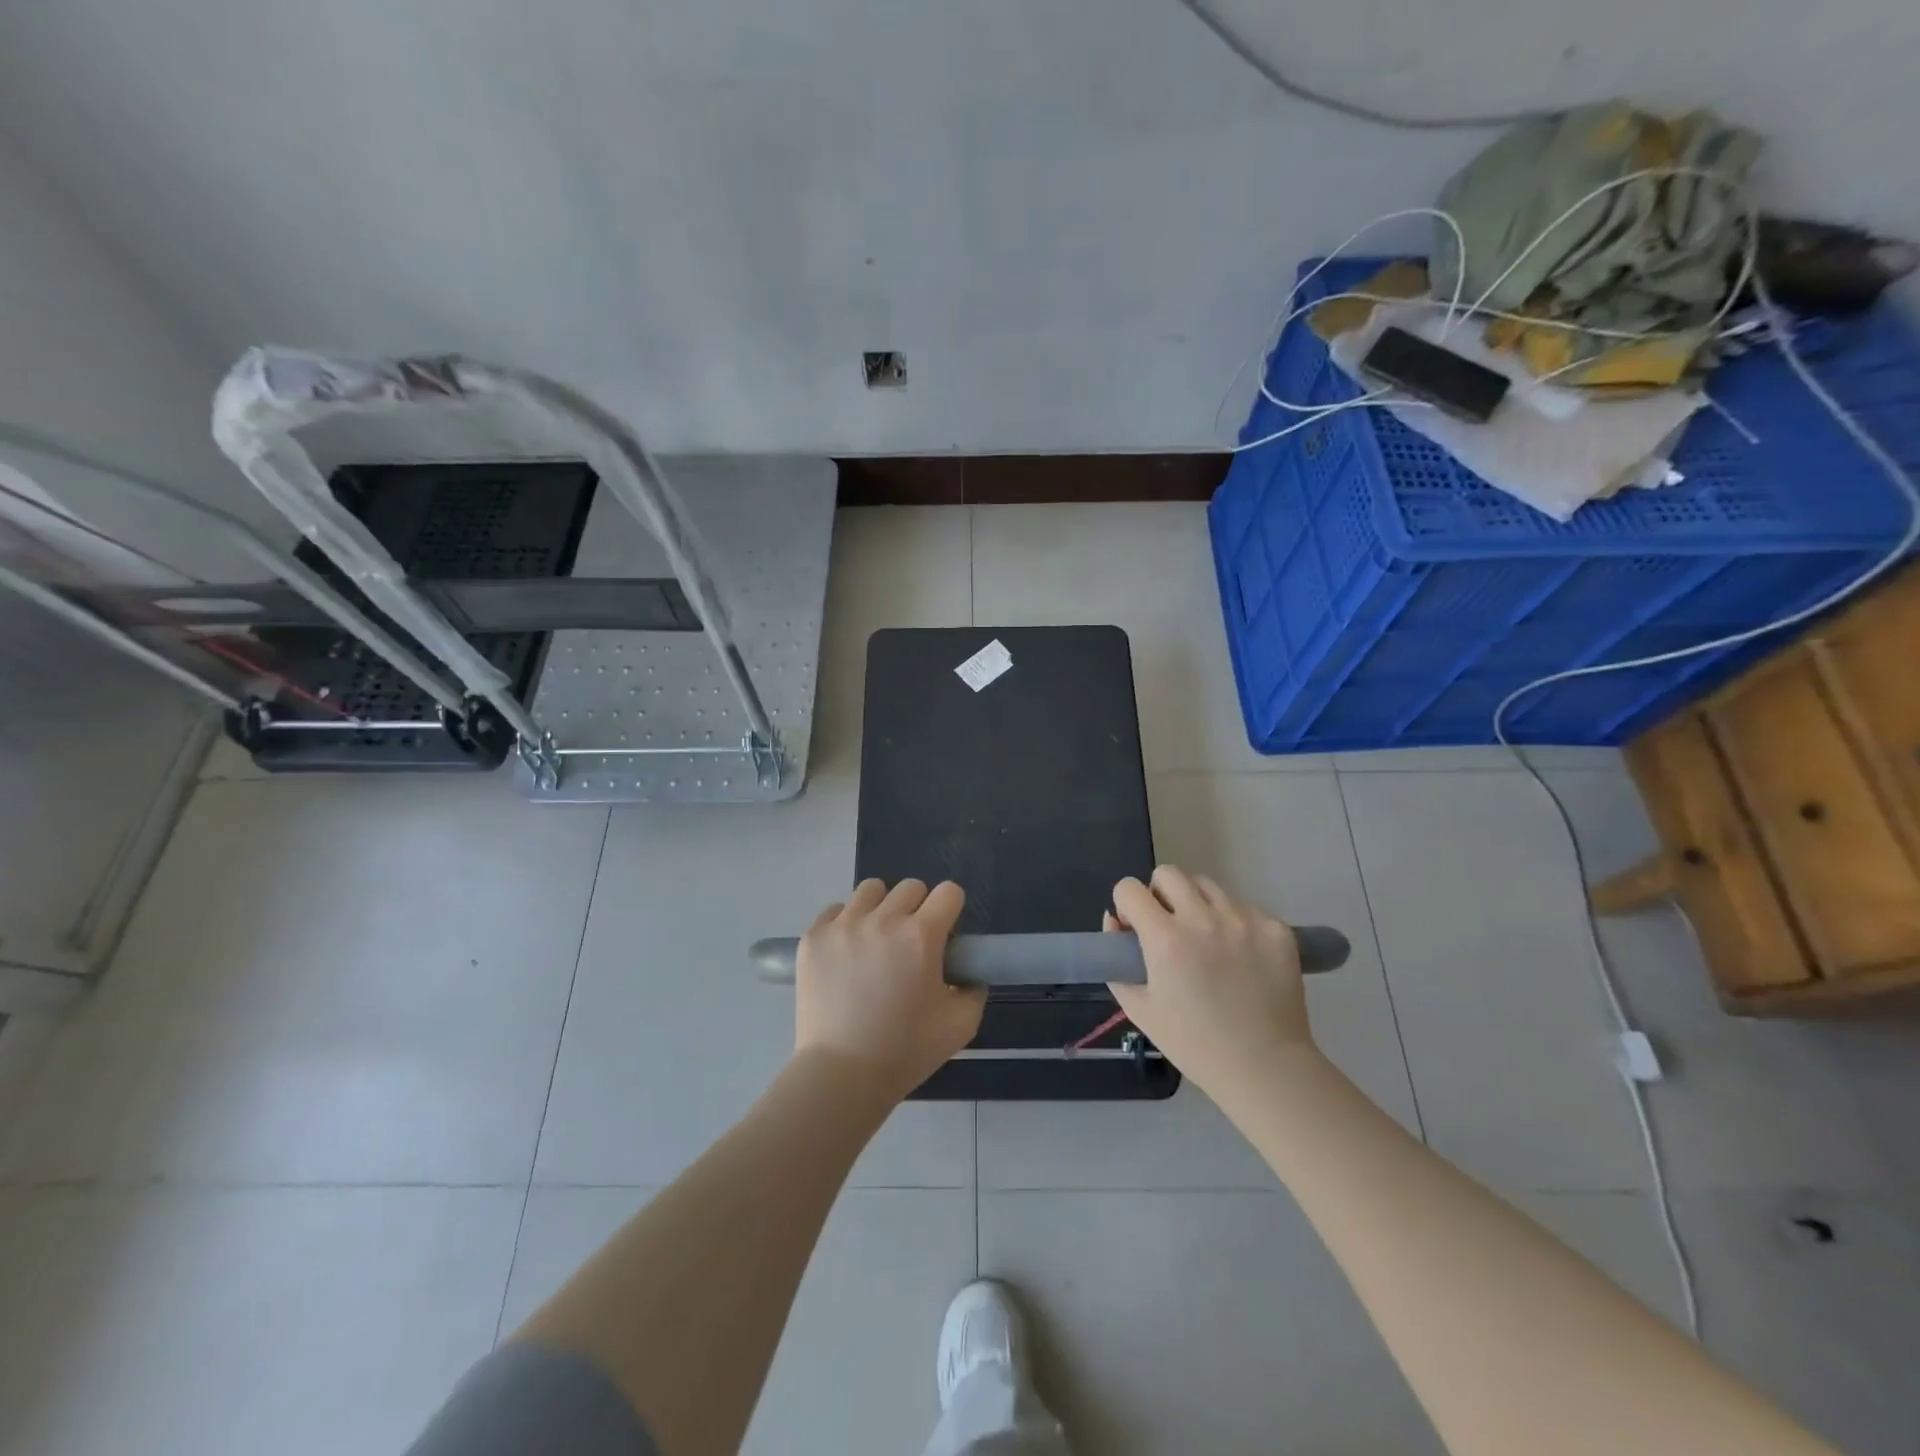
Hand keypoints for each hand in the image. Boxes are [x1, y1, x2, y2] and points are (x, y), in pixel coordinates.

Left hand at [795, 878, 984, 1105]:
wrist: (841, 1075)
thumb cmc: (905, 1051)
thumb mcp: (961, 1025)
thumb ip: (974, 990)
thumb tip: (968, 973)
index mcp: (921, 936)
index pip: (948, 892)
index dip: (951, 910)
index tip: (944, 935)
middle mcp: (883, 920)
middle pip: (910, 887)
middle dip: (917, 909)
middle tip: (910, 944)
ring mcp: (843, 925)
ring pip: (871, 890)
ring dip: (880, 908)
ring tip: (876, 941)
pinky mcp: (813, 937)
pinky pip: (835, 910)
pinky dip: (845, 924)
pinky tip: (846, 953)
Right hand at [1106, 865, 1317, 1101]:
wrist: (1265, 1067)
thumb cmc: (1194, 1044)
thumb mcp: (1140, 1008)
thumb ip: (1116, 963)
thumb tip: (1115, 921)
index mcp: (1165, 938)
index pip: (1129, 888)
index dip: (1126, 905)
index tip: (1135, 927)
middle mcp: (1204, 918)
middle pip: (1169, 873)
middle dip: (1160, 894)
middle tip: (1168, 926)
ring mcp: (1244, 919)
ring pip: (1208, 886)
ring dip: (1197, 904)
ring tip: (1206, 939)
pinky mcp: (1275, 927)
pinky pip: (1243, 906)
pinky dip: (1233, 921)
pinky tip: (1239, 955)